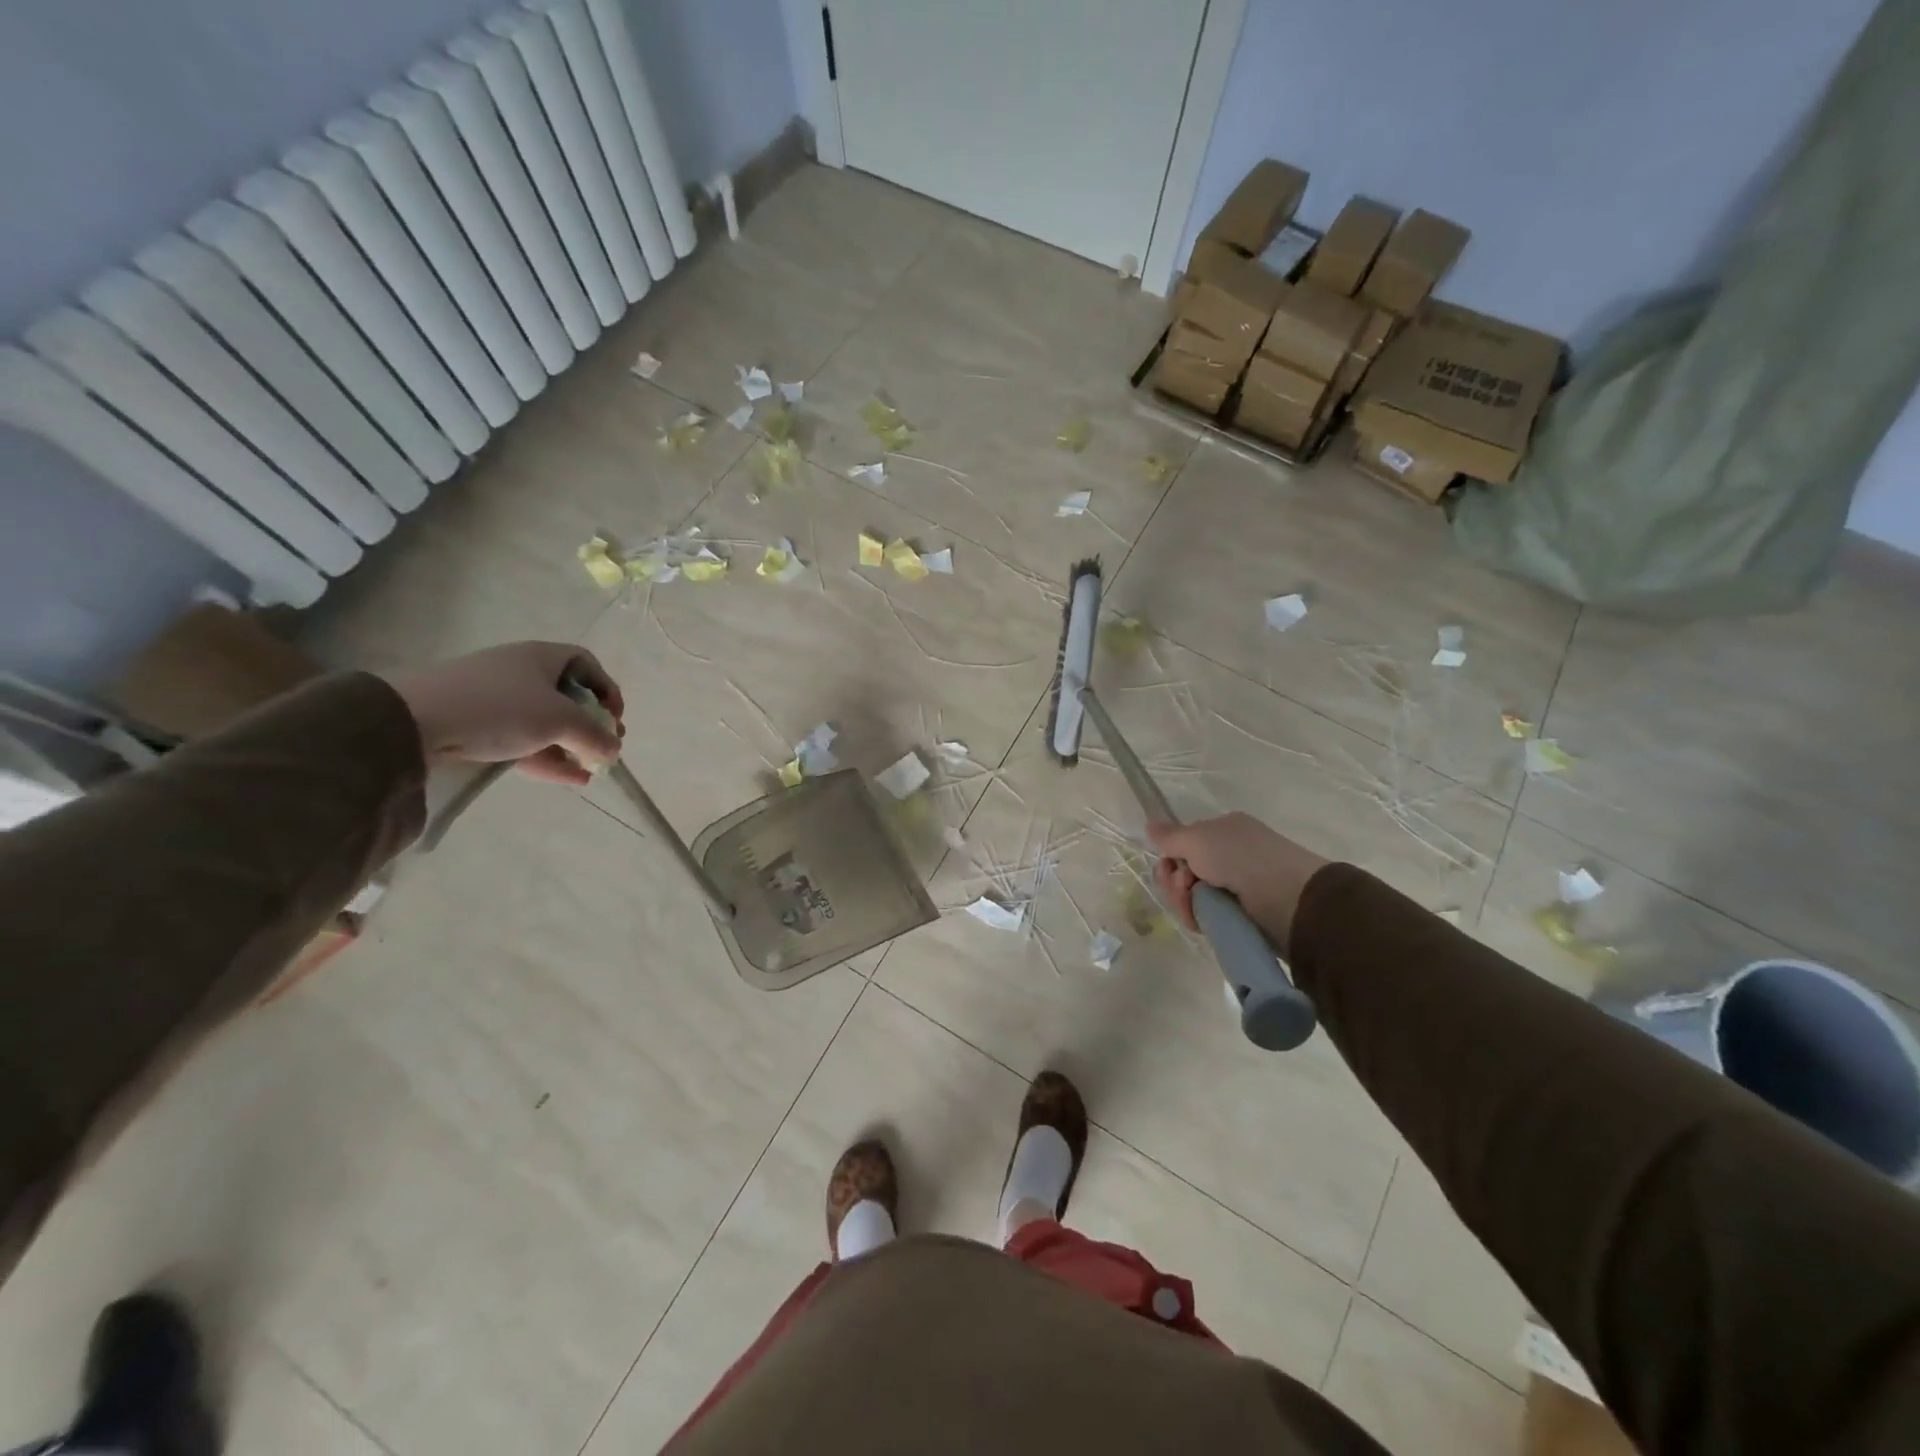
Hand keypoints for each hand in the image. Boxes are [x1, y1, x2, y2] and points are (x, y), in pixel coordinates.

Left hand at [390, 642, 624, 787]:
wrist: (416, 721)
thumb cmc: (501, 707)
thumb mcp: (560, 720)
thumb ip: (594, 736)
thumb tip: (614, 749)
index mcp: (542, 657)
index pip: (587, 665)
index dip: (607, 689)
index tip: (614, 718)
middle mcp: (522, 672)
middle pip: (568, 696)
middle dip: (591, 724)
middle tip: (605, 747)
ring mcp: (497, 699)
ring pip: (546, 722)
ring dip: (571, 746)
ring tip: (590, 770)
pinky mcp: (478, 725)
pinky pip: (524, 740)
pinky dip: (549, 757)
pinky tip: (570, 779)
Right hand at [1148, 813, 1328, 956]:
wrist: (1289, 900)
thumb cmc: (1241, 859)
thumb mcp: (1198, 839)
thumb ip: (1170, 836)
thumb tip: (1150, 824)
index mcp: (1223, 831)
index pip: (1184, 843)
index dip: (1170, 857)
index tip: (1169, 868)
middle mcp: (1230, 855)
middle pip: (1184, 871)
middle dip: (1175, 882)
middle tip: (1184, 888)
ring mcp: (1236, 886)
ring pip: (1192, 895)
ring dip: (1184, 901)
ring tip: (1194, 908)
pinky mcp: (1241, 915)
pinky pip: (1207, 915)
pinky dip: (1199, 918)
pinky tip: (1201, 921)